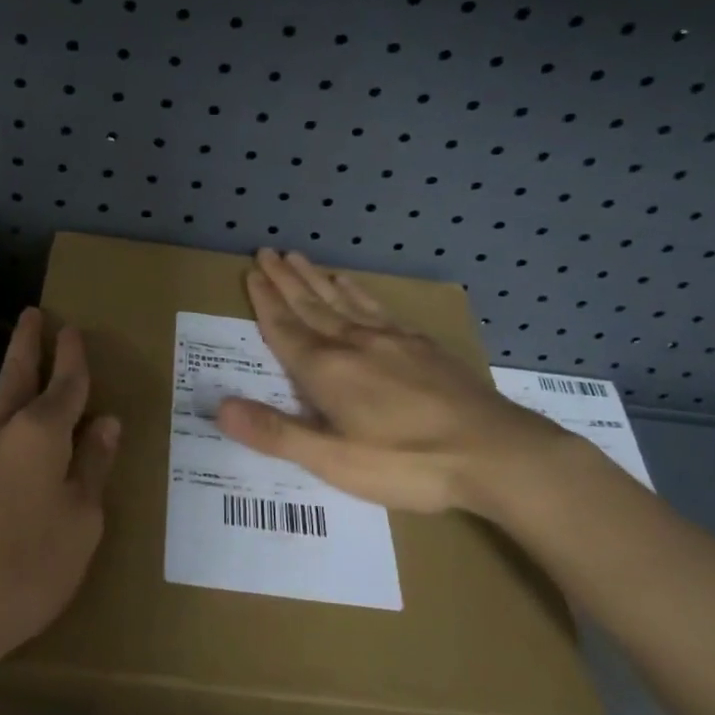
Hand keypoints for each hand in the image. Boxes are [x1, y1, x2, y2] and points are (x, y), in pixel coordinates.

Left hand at [0, 308, 118, 689]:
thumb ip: (92, 467)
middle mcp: (0, 434)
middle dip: (28, 344)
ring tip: (26, 363)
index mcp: (38, 435)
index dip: (73, 357)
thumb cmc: (29, 568)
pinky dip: (7, 418)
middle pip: (16, 376)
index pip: (64, 385)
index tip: (74, 330)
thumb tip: (105, 423)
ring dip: (14, 377)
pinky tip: (15, 436)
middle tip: (33, 315)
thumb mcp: (81, 521)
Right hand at [214, 249, 577, 517]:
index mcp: (326, 371)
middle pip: (310, 305)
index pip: (285, 328)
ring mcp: (390, 340)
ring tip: (297, 257)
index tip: (251, 271)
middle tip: (265, 251)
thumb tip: (220, 405)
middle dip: (284, 280)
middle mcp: (353, 344)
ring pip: (341, 300)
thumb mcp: (333, 460)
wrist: (494, 452)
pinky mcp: (420, 345)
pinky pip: (376, 307)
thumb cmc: (407, 463)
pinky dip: (356, 291)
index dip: (264, 301)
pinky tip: (350, 283)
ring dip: (315, 278)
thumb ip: (275, 432)